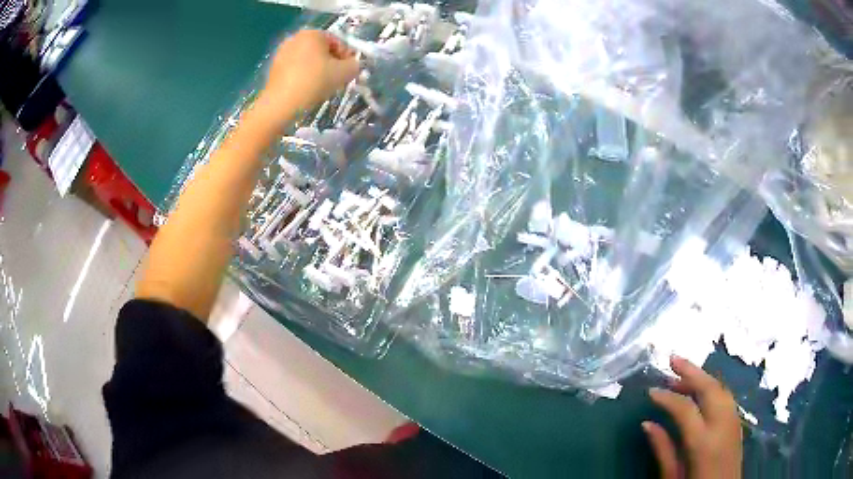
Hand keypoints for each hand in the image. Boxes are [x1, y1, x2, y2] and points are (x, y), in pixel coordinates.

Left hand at [262, 30, 358, 117]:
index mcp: (313, 33)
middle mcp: (296, 37)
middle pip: (321, 49)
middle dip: (331, 62)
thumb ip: (355, 65)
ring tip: (320, 85)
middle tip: (336, 79)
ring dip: (317, 69)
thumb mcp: (345, 72)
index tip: (348, 72)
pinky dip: (302, 75)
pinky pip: (295, 67)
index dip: (346, 57)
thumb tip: (353, 65)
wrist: (281, 103)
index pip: (337, 42)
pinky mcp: (273, 66)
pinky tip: (305, 88)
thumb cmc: (315, 82)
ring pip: (307, 59)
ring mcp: (282, 52)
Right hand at [644, 356, 742, 478]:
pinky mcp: (738, 423)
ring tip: (684, 374)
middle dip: (691, 371)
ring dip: (702, 377)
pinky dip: (713, 387)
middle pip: (709, 388)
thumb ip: (662, 449)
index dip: (667, 398)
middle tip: (672, 359)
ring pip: (721, 388)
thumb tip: (647, 423)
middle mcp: (722, 425)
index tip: (651, 391)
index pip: (685, 409)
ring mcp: (734, 421)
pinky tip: (702, 390)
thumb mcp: (672, 477)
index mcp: (703, 443)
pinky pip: (726, 397)